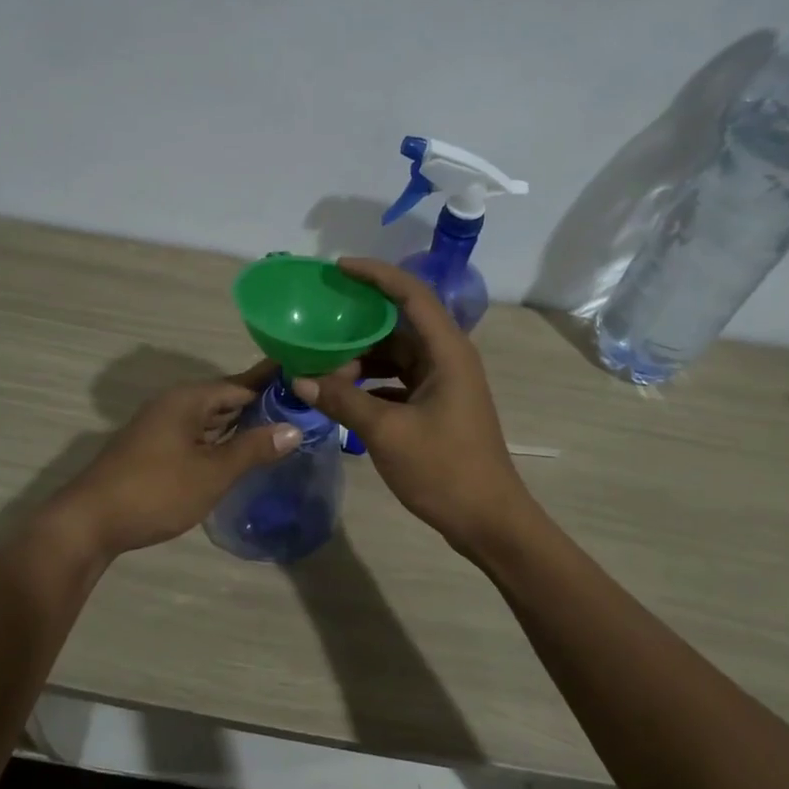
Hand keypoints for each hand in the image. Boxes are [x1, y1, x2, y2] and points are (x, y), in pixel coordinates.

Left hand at [51, 360, 300, 557]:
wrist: (90, 522)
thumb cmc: (156, 491)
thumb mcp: (212, 472)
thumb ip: (253, 449)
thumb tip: (293, 428)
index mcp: (188, 399)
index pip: (241, 383)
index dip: (273, 383)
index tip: (306, 380)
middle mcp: (174, 405)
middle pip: (225, 398)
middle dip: (260, 404)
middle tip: (301, 409)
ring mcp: (161, 427)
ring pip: (210, 419)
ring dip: (241, 424)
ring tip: (280, 428)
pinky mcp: (154, 449)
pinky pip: (197, 435)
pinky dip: (221, 440)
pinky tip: (240, 453)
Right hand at [292, 258, 531, 548]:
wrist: (488, 520)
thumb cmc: (444, 470)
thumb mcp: (387, 432)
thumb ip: (343, 401)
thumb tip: (300, 380)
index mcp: (447, 352)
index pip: (411, 294)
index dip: (376, 274)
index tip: (338, 268)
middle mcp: (448, 359)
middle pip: (400, 325)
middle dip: (358, 325)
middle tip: (317, 324)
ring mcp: (444, 384)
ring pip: (396, 356)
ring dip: (361, 359)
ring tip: (321, 368)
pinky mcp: (436, 407)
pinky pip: (397, 381)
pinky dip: (370, 384)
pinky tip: (341, 396)